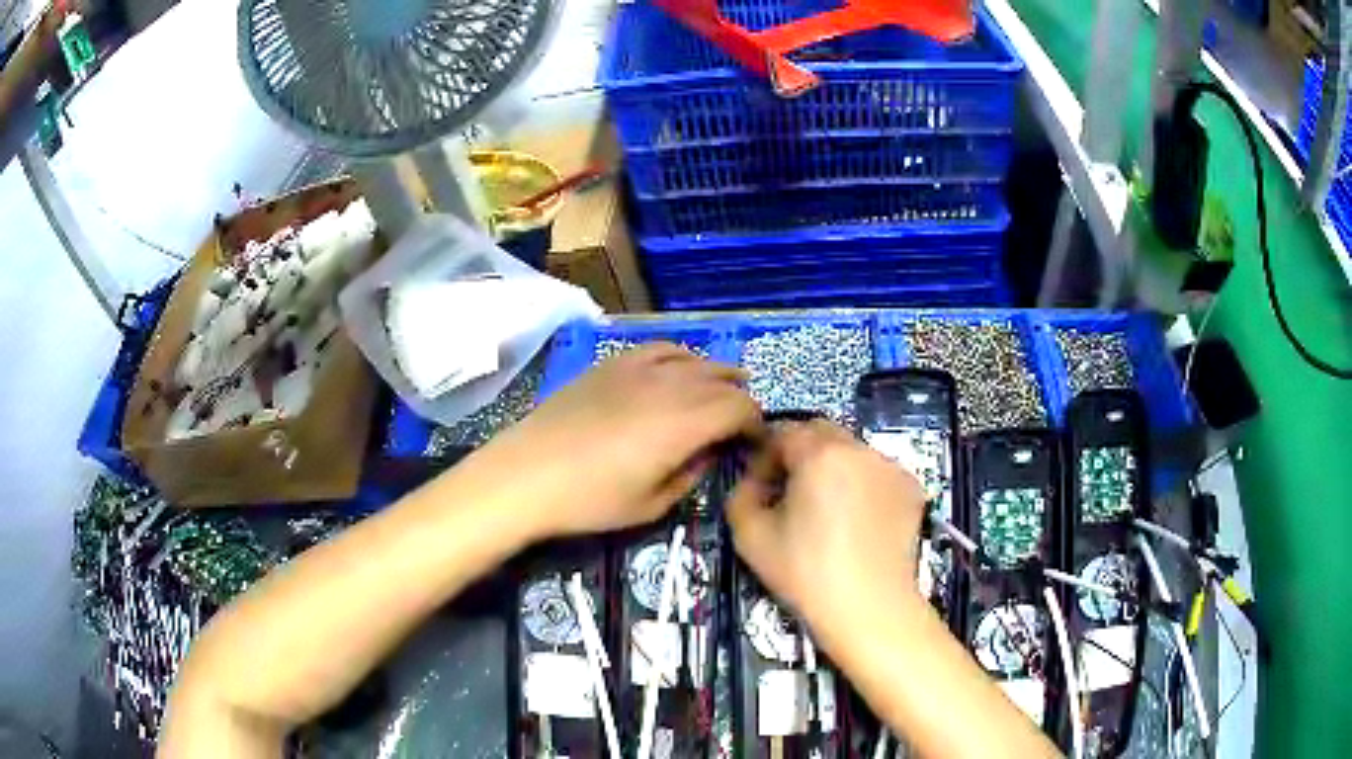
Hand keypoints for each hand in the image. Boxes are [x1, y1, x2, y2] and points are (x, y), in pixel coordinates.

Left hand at [489, 342, 762, 540]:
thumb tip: (709, 453)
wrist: (526, 473)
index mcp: (685, 422)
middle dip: (740, 400)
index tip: (755, 443)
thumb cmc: (590, 499)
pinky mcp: (612, 363)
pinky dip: (680, 358)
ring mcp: (638, 367)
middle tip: (739, 424)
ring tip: (721, 389)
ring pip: (695, 358)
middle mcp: (670, 385)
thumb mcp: (652, 503)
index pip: (741, 408)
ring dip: (715, 374)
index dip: (757, 423)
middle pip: (723, 379)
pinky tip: (678, 370)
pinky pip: (659, 349)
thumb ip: (692, 474)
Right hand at [725, 419, 926, 636]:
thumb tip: (754, 482)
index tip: (758, 486)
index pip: (782, 432)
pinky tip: (857, 521)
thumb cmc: (806, 574)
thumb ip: (741, 494)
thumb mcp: (749, 536)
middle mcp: (860, 449)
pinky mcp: (912, 488)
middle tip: (789, 493)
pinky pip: (877, 473)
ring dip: (832, 467)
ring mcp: (892, 467)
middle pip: (821, 433)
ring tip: (825, 509)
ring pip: (852, 452)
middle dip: (799, 453)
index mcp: (819, 454)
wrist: (870, 609)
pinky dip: (862, 484)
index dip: (764, 455)